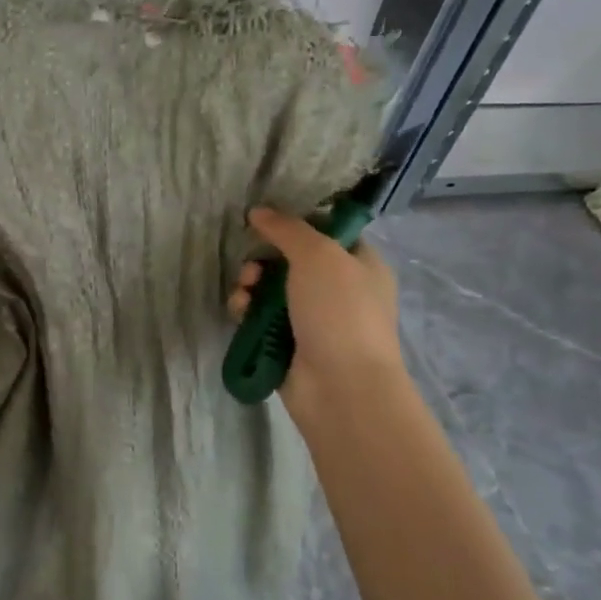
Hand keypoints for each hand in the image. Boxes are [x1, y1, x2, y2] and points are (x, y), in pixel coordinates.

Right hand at [229, 206, 402, 430]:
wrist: (341, 388)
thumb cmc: (339, 312)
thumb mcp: (318, 255)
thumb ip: (287, 228)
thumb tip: (258, 211)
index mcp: (360, 264)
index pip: (328, 232)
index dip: (297, 223)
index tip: (267, 220)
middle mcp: (339, 290)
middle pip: (291, 260)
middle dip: (264, 258)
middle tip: (252, 265)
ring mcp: (313, 319)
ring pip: (270, 289)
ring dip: (250, 284)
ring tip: (244, 291)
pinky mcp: (288, 344)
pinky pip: (260, 318)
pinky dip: (247, 311)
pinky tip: (240, 311)